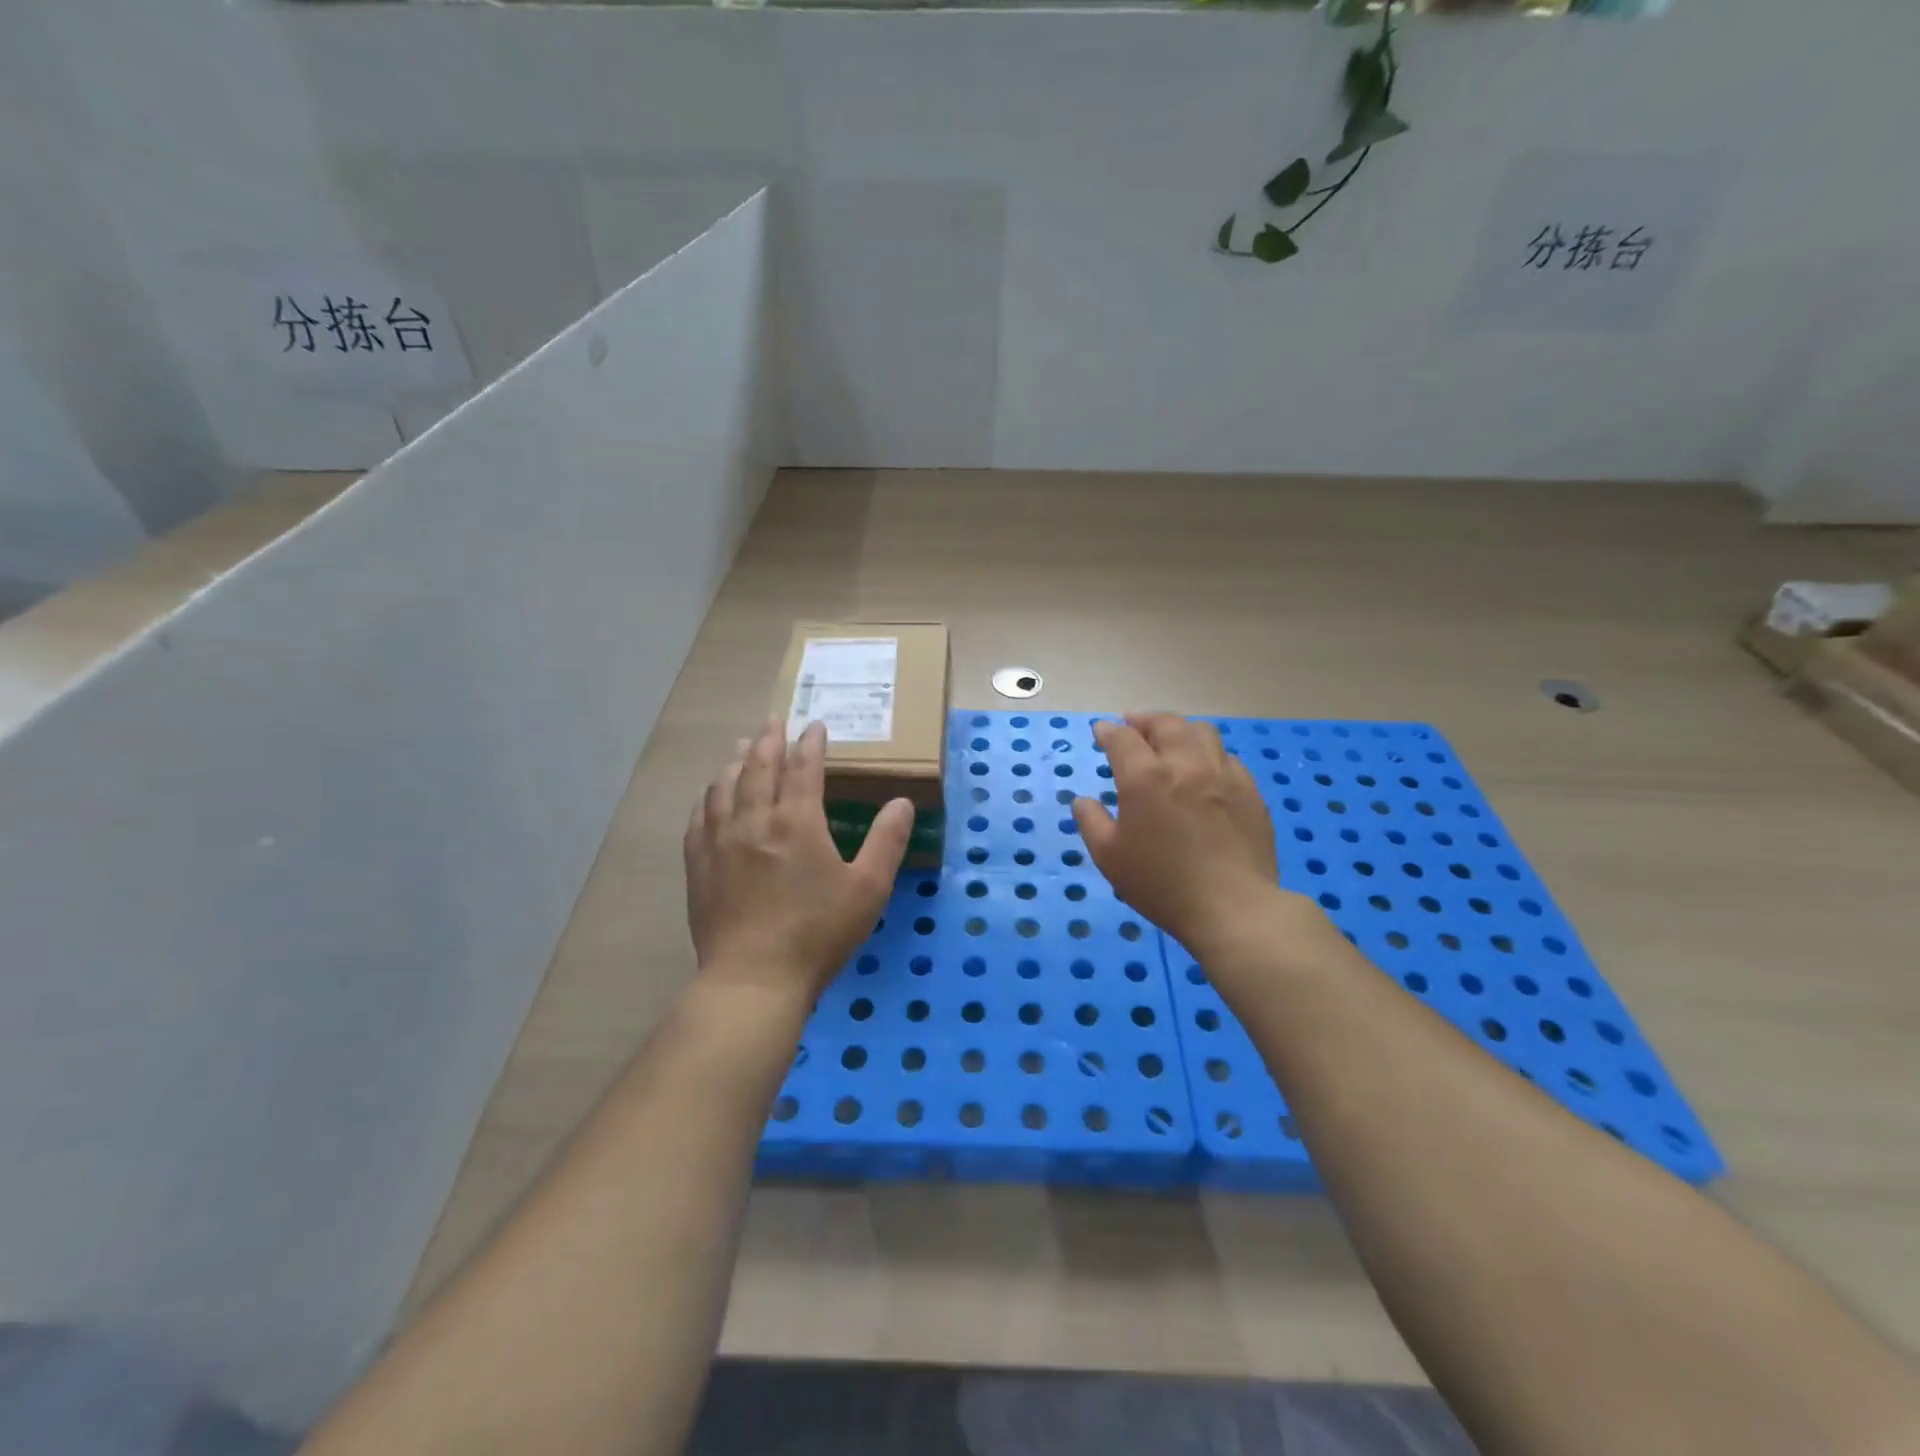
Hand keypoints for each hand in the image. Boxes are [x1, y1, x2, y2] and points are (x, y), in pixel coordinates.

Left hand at [684, 720, 912, 997]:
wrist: (754, 980)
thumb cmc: (818, 933)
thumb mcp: (868, 889)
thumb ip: (886, 841)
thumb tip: (901, 801)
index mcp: (797, 822)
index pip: (803, 768)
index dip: (810, 744)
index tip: (815, 727)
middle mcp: (754, 820)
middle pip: (758, 767)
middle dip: (769, 740)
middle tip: (775, 722)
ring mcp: (720, 842)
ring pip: (724, 786)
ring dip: (736, 761)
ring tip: (743, 748)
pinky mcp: (699, 865)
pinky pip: (699, 817)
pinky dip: (708, 797)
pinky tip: (710, 796)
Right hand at [1072, 713, 1293, 954]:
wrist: (1232, 908)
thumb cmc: (1161, 884)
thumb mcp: (1109, 857)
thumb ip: (1091, 822)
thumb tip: (1083, 801)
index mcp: (1145, 777)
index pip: (1123, 738)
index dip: (1108, 731)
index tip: (1101, 732)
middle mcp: (1185, 764)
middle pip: (1165, 724)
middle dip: (1144, 720)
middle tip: (1133, 726)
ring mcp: (1223, 775)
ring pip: (1202, 732)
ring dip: (1180, 730)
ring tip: (1171, 741)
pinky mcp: (1250, 792)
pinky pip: (1228, 758)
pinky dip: (1209, 754)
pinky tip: (1205, 770)